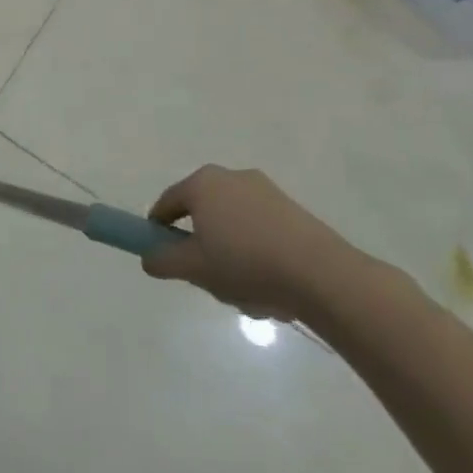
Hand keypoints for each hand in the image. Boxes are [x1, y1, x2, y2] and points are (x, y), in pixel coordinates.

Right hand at [139, 164, 369, 321]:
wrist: (323, 276)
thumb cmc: (245, 262)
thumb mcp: (192, 267)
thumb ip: (161, 261)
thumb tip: (149, 259)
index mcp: (203, 183)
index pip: (167, 203)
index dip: (158, 228)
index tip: (161, 253)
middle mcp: (232, 178)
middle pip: (203, 215)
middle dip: (202, 248)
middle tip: (206, 278)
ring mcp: (268, 193)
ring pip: (234, 228)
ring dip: (232, 257)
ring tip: (245, 294)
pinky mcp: (296, 213)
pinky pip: (262, 233)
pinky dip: (259, 256)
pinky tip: (270, 289)